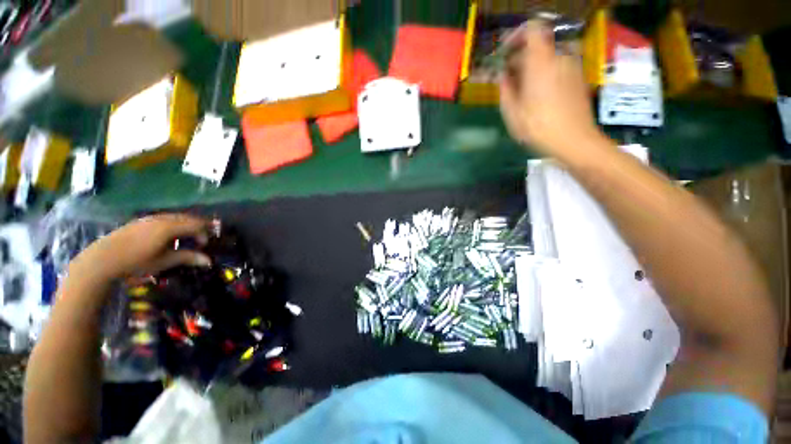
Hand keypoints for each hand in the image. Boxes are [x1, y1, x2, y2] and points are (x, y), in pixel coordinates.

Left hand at [70, 213, 212, 281]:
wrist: (103, 259)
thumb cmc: (136, 262)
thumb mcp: (163, 262)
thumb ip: (187, 258)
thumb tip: (208, 260)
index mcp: (169, 227)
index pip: (196, 225)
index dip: (204, 233)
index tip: (204, 246)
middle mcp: (162, 219)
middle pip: (187, 218)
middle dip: (198, 227)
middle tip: (201, 239)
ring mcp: (150, 218)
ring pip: (176, 217)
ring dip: (185, 225)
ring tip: (187, 237)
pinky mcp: (141, 221)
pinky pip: (164, 218)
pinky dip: (174, 224)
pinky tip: (169, 236)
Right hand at [499, 21, 604, 159]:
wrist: (575, 141)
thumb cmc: (539, 128)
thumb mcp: (512, 113)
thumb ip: (505, 89)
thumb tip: (502, 76)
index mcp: (541, 62)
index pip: (532, 29)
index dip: (517, 36)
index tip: (505, 53)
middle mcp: (559, 58)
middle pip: (538, 46)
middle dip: (520, 59)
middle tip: (508, 80)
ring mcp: (572, 67)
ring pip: (548, 58)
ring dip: (532, 69)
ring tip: (521, 91)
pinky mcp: (578, 78)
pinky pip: (557, 68)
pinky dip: (545, 74)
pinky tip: (537, 96)